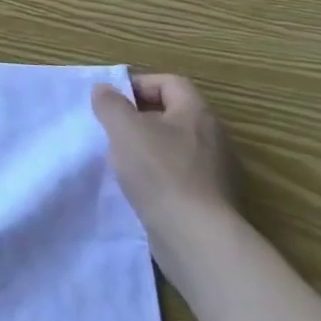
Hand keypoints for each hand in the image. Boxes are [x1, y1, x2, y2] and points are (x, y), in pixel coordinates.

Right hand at [93, 74, 238, 249]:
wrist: (196, 237)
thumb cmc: (159, 172)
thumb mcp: (124, 128)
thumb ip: (110, 104)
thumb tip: (104, 90)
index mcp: (197, 114)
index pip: (170, 83)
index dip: (139, 84)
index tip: (112, 100)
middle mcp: (213, 138)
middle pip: (173, 114)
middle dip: (140, 118)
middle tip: (113, 129)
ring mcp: (216, 172)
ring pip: (175, 147)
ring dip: (147, 149)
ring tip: (121, 160)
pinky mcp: (211, 201)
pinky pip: (180, 176)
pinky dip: (158, 176)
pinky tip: (139, 188)